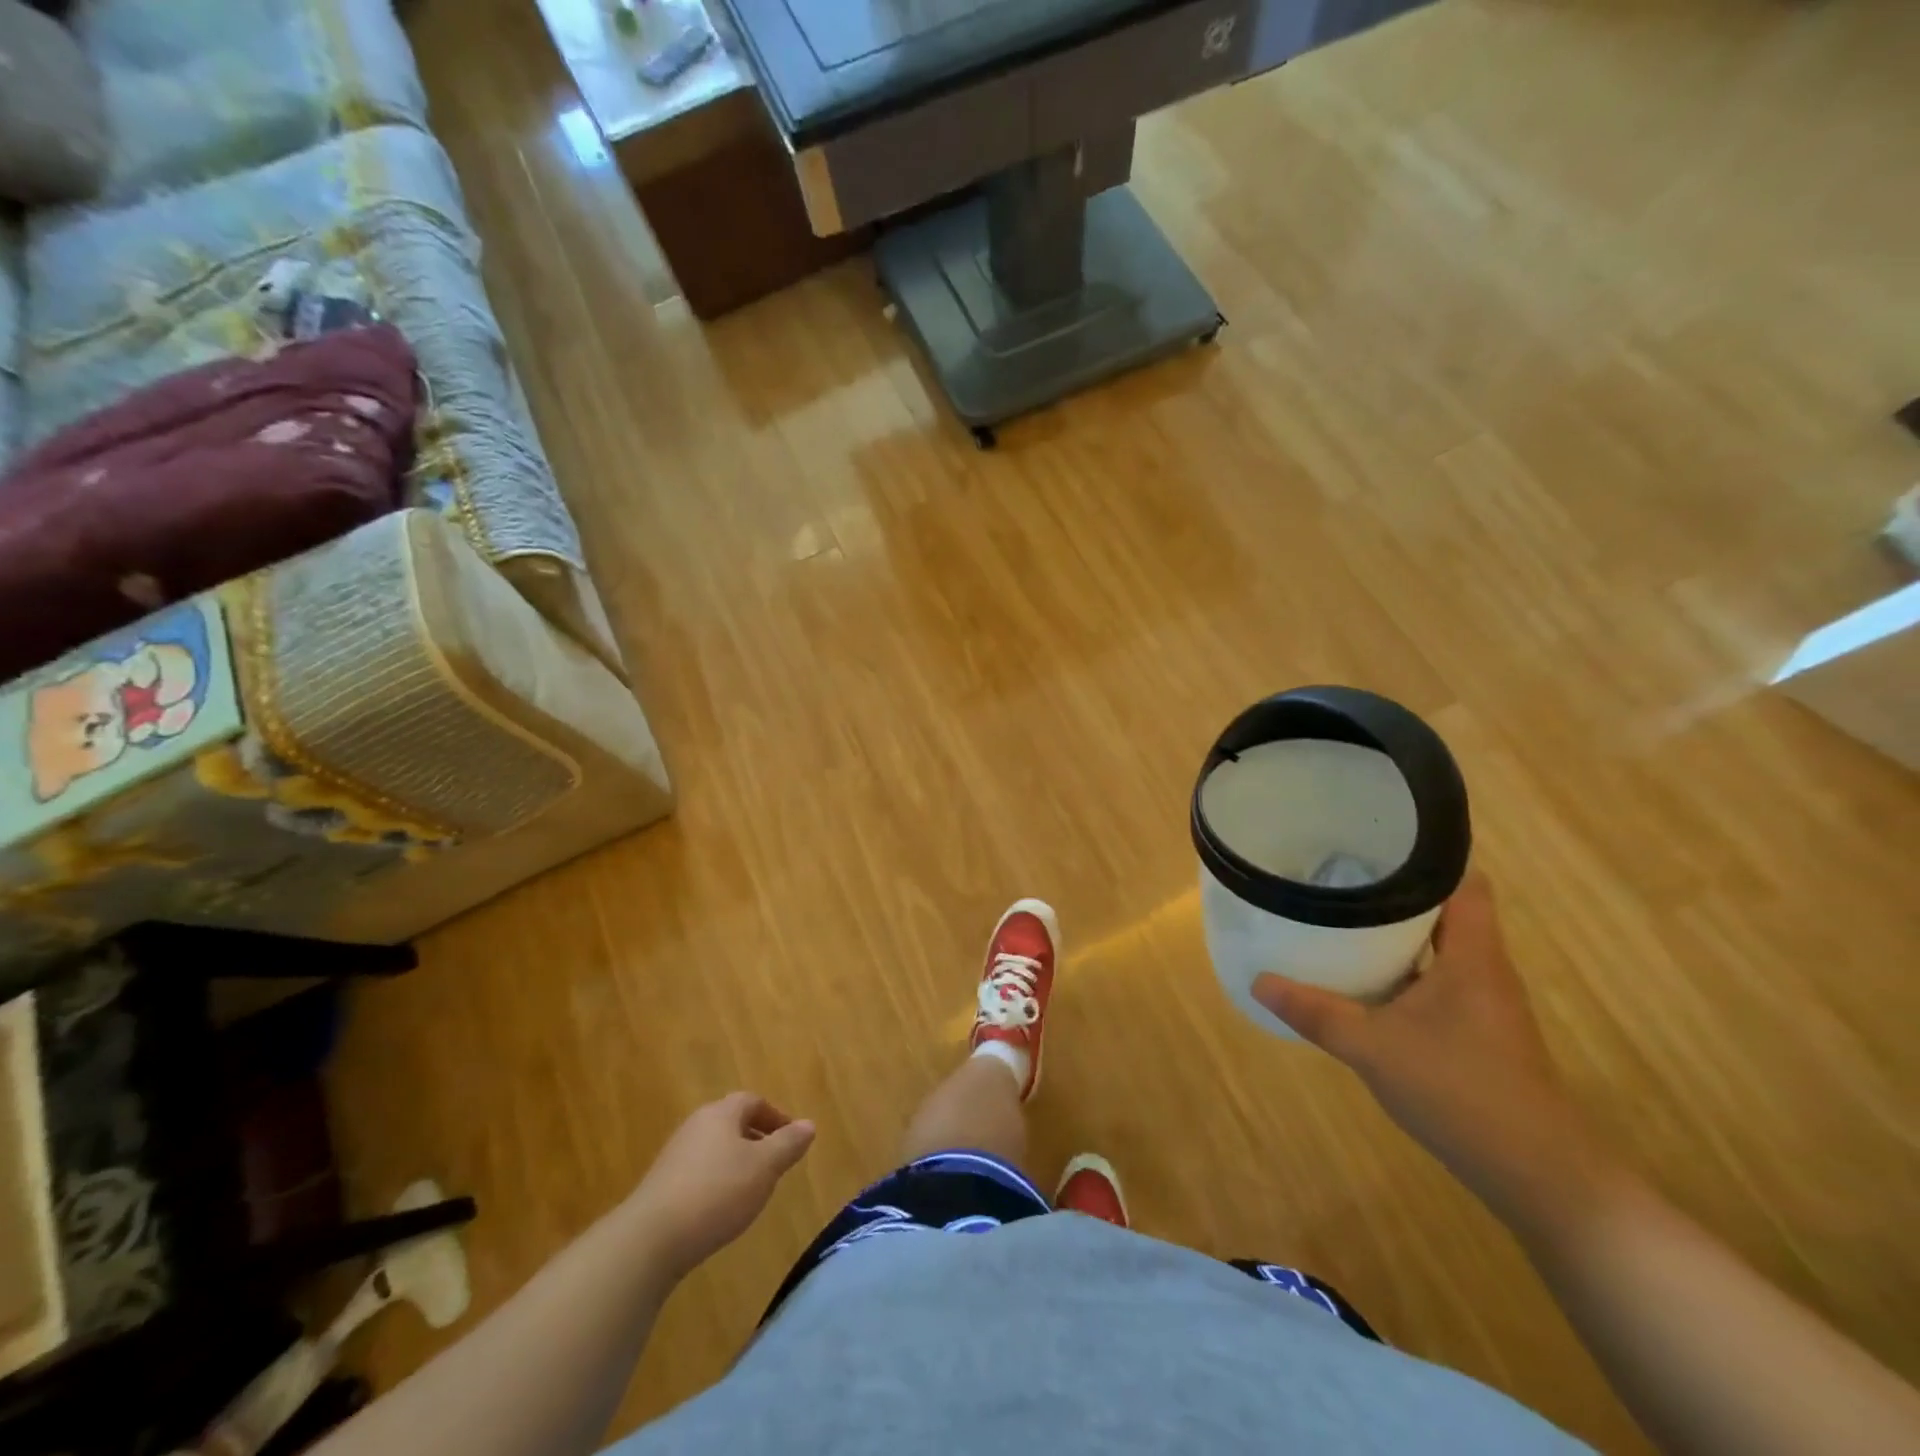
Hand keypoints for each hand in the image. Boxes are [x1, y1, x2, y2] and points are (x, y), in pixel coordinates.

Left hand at [627, 1092, 815, 1279]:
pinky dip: (717, 1181)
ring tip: (753, 1188)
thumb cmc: (716, 1193)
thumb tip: (809, 1124)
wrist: (650, 1240)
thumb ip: (788, 1144)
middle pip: (731, 1122)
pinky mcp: (662, 1186)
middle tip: (775, 1162)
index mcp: (720, 1113)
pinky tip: (722, 1209)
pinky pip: (699, 1172)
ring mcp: (675, 1156)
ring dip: (737, 1161)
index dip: (775, 1116)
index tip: (791, 1138)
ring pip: (715, 1148)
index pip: (752, 1101)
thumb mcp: (764, 1168)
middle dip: (756, 1138)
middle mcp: (696, 1126)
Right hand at [1253, 877, 1600, 1215]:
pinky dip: (1405, 966)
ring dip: (1399, 931)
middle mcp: (1484, 968)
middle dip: (1396, 890)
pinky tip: (1366, 978)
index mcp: (1472, 955)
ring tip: (1343, 916)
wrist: (1539, 1174)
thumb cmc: (1461, 1092)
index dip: (1425, 857)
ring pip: (1441, 945)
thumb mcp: (1373, 1048)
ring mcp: (1484, 1001)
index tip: (1373, 845)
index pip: (1463, 881)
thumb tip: (1259, 980)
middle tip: (1339, 876)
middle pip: (1446, 908)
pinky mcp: (1479, 1029)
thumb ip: (1315, 1012)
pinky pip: (1438, 976)